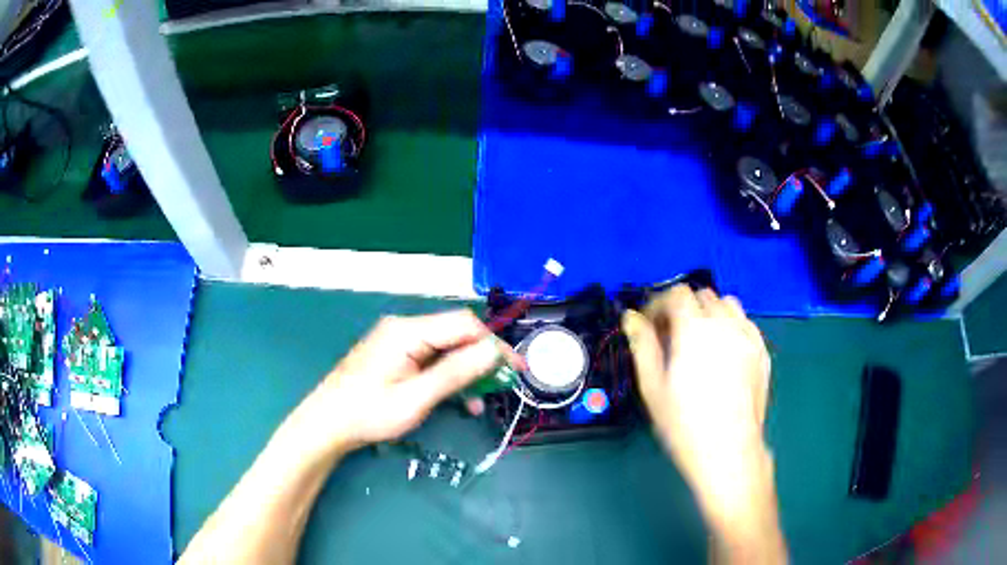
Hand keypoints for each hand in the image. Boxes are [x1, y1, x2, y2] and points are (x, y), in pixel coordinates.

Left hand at [291, 310, 523, 458]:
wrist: (327, 423)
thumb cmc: (369, 413)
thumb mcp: (416, 398)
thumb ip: (456, 373)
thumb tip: (493, 352)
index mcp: (408, 331)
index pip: (463, 325)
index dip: (493, 344)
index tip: (515, 369)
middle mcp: (404, 327)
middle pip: (455, 333)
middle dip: (481, 358)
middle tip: (501, 385)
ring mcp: (398, 340)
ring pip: (445, 347)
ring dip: (466, 370)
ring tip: (479, 400)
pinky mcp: (395, 354)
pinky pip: (431, 357)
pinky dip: (447, 375)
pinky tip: (457, 398)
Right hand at [622, 285, 772, 523]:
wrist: (729, 452)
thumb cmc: (684, 424)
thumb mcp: (653, 387)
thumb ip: (642, 345)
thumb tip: (631, 317)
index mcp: (695, 329)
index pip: (676, 293)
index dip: (658, 303)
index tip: (649, 324)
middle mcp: (725, 324)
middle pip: (702, 294)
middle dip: (683, 307)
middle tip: (671, 336)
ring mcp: (749, 337)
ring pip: (728, 304)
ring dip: (710, 312)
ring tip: (700, 340)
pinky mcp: (762, 352)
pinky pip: (746, 323)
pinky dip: (731, 326)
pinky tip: (724, 353)